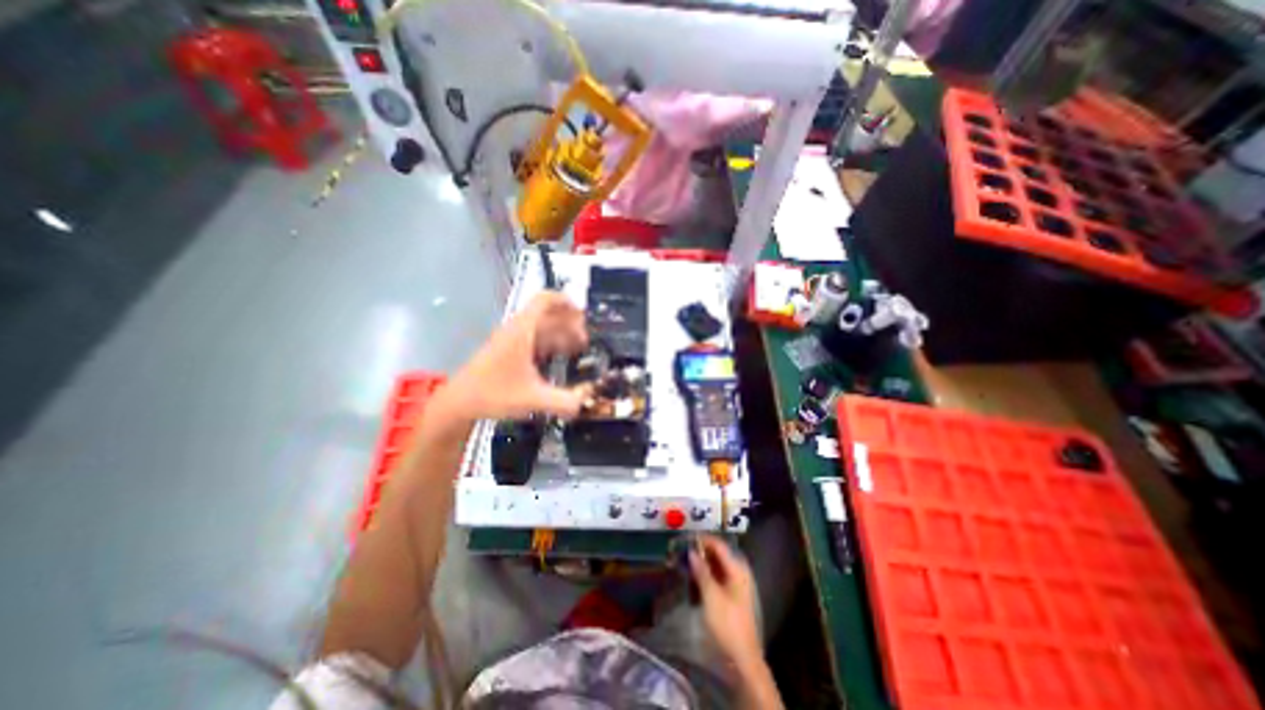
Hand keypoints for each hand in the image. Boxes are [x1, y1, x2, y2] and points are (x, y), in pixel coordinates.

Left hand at [441, 292, 593, 424]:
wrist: (459, 403)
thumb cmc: (492, 394)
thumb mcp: (532, 399)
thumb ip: (563, 402)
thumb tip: (584, 403)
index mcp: (522, 331)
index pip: (544, 300)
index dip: (566, 301)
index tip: (583, 313)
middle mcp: (518, 330)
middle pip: (548, 314)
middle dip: (570, 323)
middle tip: (586, 339)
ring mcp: (513, 341)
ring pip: (542, 328)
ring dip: (561, 334)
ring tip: (579, 348)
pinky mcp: (510, 352)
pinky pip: (536, 340)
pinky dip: (551, 344)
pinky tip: (561, 358)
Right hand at [691, 535, 758, 667]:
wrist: (743, 658)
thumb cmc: (728, 624)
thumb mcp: (712, 596)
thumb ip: (702, 571)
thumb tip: (692, 551)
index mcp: (737, 569)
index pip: (719, 545)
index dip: (703, 539)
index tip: (686, 537)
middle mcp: (739, 572)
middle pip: (719, 554)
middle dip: (702, 551)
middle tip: (683, 550)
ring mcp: (737, 585)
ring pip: (718, 566)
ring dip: (703, 563)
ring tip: (685, 561)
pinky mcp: (733, 596)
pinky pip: (718, 577)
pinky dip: (707, 574)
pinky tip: (695, 577)